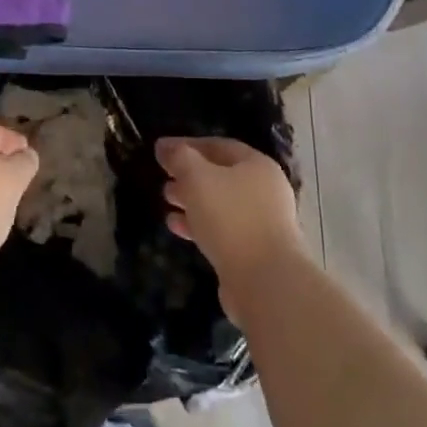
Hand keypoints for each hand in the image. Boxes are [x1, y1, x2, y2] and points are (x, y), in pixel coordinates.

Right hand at [157, 137, 305, 317]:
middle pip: (220, 175)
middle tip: (163, 176)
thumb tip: (164, 146)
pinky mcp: (253, 250)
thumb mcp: (197, 178)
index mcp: (257, 165)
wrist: (265, 281)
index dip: (187, 144)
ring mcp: (262, 222)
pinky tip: (175, 227)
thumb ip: (179, 157)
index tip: (161, 150)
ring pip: (220, 203)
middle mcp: (264, 190)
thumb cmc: (231, 217)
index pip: (218, 145)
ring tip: (166, 200)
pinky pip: (222, 229)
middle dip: (189, 174)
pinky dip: (199, 224)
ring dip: (191, 200)